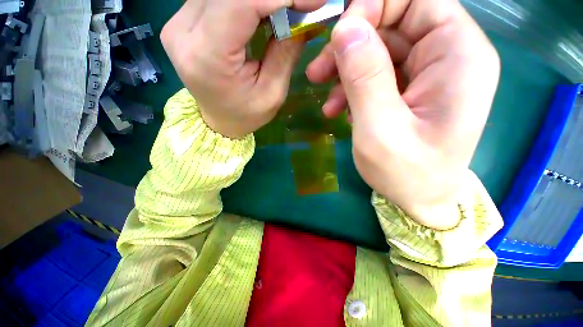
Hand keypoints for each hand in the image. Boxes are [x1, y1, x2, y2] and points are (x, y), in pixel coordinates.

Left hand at [161, 0, 324, 138]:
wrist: (219, 120)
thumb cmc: (246, 114)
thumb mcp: (272, 93)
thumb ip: (285, 52)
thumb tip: (304, 17)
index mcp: (208, 55)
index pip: (241, 2)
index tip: (312, 2)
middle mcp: (184, 30)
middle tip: (300, 6)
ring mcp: (178, 22)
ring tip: (283, 11)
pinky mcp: (182, 20)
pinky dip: (245, 1)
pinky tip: (262, 10)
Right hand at [306, 0, 499, 229]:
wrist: (418, 198)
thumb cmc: (406, 173)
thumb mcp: (380, 128)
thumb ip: (365, 78)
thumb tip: (344, 28)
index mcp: (458, 56)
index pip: (417, 0)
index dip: (373, 7)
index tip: (338, 37)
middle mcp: (448, 56)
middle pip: (393, 23)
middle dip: (351, 45)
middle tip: (317, 73)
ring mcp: (428, 74)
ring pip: (379, 51)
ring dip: (346, 72)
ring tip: (326, 101)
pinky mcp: (410, 91)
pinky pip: (376, 75)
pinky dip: (352, 89)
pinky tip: (339, 111)